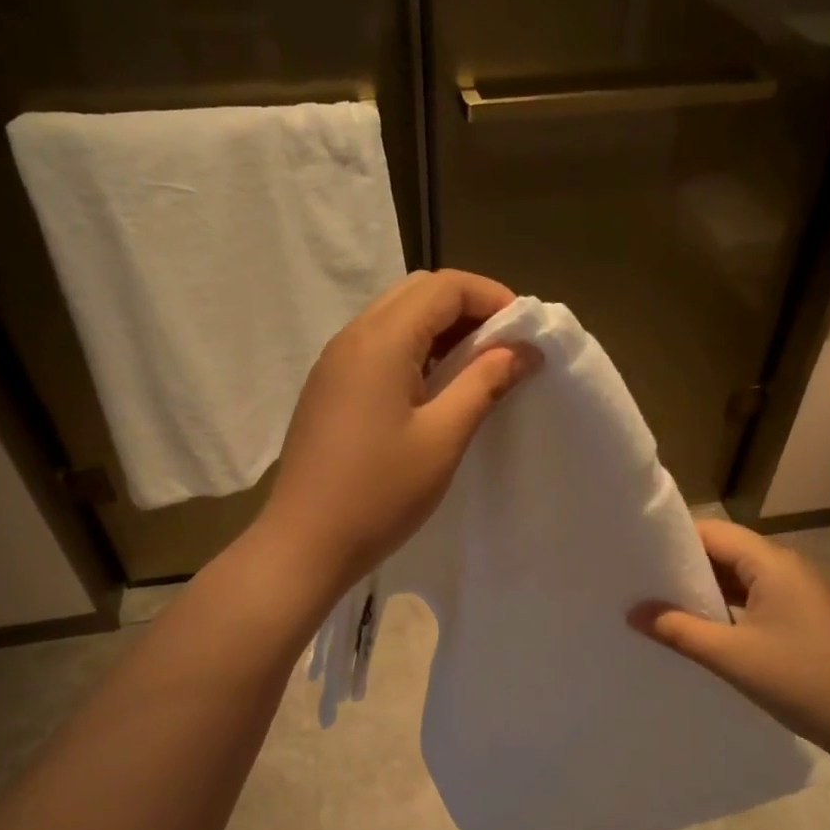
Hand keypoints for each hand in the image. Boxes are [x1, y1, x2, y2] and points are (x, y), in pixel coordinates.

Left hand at [256, 269, 540, 593]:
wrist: (305, 543)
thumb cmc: (380, 492)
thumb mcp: (444, 437)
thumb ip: (485, 382)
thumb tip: (524, 350)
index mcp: (380, 340)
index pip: (444, 287)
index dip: (491, 296)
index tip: (524, 331)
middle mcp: (352, 337)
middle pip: (417, 293)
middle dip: (466, 307)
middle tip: (502, 347)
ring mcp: (334, 363)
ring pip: (394, 318)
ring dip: (439, 330)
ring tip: (475, 368)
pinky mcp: (328, 388)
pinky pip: (376, 348)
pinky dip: (413, 351)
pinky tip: (433, 389)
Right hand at [629, 520, 829, 762]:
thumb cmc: (802, 680)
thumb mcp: (731, 656)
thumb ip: (678, 630)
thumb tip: (633, 612)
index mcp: (771, 563)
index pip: (712, 532)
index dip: (672, 540)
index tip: (635, 555)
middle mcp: (786, 567)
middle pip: (725, 550)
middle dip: (684, 564)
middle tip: (640, 581)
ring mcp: (798, 592)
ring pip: (740, 576)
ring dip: (704, 588)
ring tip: (660, 603)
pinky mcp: (804, 616)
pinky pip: (755, 597)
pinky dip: (726, 605)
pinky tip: (701, 626)